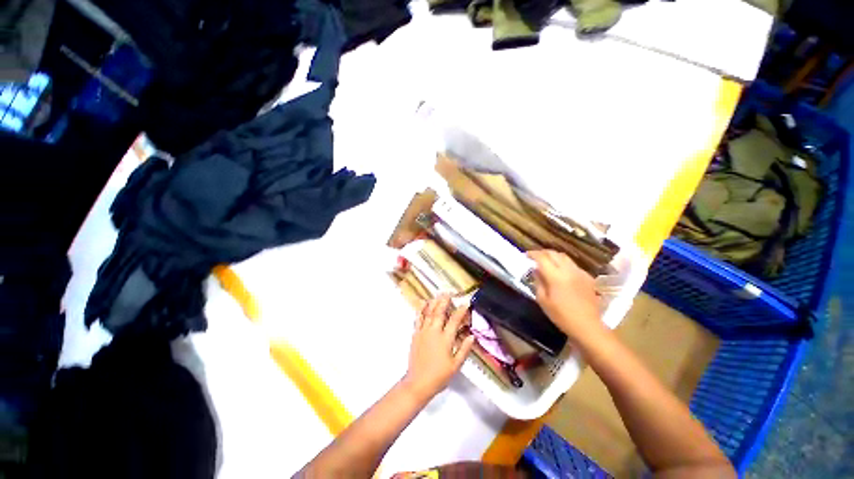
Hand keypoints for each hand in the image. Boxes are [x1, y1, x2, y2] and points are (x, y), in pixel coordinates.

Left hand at [402, 295, 474, 400]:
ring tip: (438, 295)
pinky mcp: (415, 335)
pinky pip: (418, 319)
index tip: (465, 303)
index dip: (460, 311)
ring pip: (429, 313)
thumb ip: (464, 349)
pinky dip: (420, 310)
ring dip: (434, 303)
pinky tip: (423, 303)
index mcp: (446, 339)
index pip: (454, 321)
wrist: (418, 383)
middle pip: (440, 313)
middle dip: (445, 301)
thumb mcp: (456, 365)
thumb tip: (472, 336)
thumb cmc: (439, 376)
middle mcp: (434, 332)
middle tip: (449, 293)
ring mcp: (423, 332)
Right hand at [528, 250, 602, 339]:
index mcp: (556, 276)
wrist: (588, 326)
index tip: (526, 255)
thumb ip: (538, 282)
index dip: (533, 254)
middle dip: (542, 253)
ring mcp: (580, 273)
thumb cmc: (561, 316)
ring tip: (547, 262)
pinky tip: (561, 273)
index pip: (542, 258)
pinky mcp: (588, 277)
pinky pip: (573, 265)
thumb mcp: (543, 300)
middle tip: (535, 257)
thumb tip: (536, 270)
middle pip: (554, 253)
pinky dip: (563, 264)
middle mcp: (569, 270)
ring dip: (553, 257)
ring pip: (564, 257)